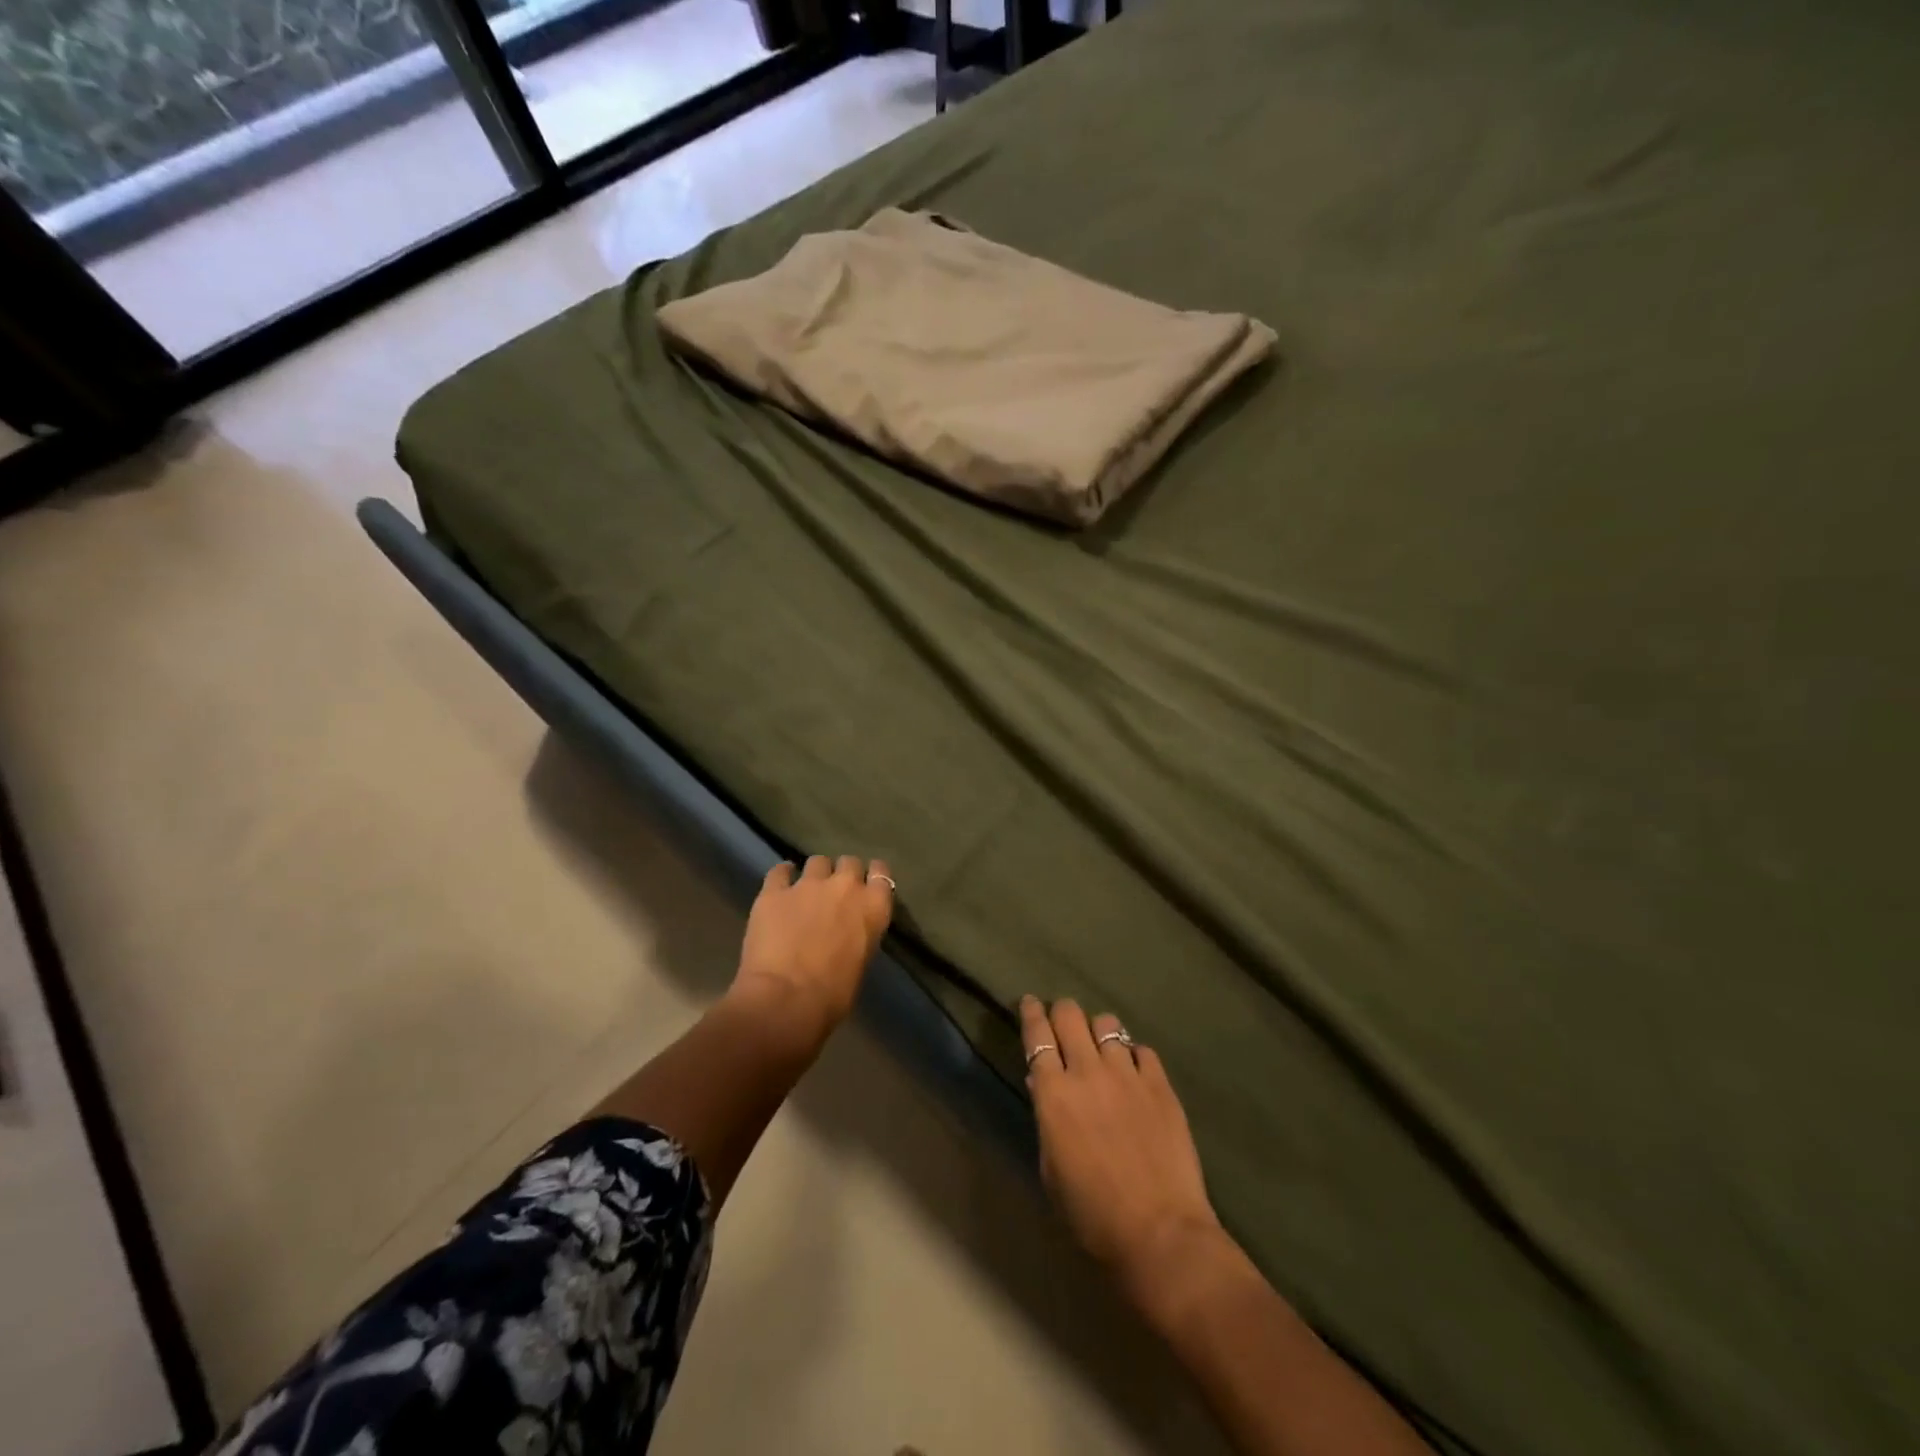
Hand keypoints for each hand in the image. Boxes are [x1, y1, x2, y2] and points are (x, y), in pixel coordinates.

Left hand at [731, 855, 893, 1042]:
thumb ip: (858, 937)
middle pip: (849, 862)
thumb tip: (846, 936)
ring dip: (815, 874)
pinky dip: (782, 876)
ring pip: (817, 861)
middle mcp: (845, 886)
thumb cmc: (832, 996)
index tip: (868, 884)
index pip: (882, 873)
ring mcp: (808, 884)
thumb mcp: (860, 963)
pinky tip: (780, 885)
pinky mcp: (774, 891)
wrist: (786, 999)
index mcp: (873, 907)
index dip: (873, 876)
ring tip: (806, 890)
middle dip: (843, 874)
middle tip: (835, 893)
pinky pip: (780, 871)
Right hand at [1021, 996, 1223, 1294]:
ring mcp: (1128, 1074)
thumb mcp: (1052, 1172)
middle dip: (1062, 1012)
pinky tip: (1134, 1070)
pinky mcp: (1160, 1085)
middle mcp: (1088, 1072)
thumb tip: (1041, 1083)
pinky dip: (1133, 1054)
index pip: (1037, 1035)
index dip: (1030, 1013)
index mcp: (1054, 1094)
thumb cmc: (1093, 1214)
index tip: (1029, 1003)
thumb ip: (1046, 1120)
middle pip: (1070, 1015)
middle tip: (1062, 1022)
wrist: (1160, 1233)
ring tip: (1101, 1046)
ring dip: (1098, 1031)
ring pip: (1108, 1023)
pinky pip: (1143, 1050)